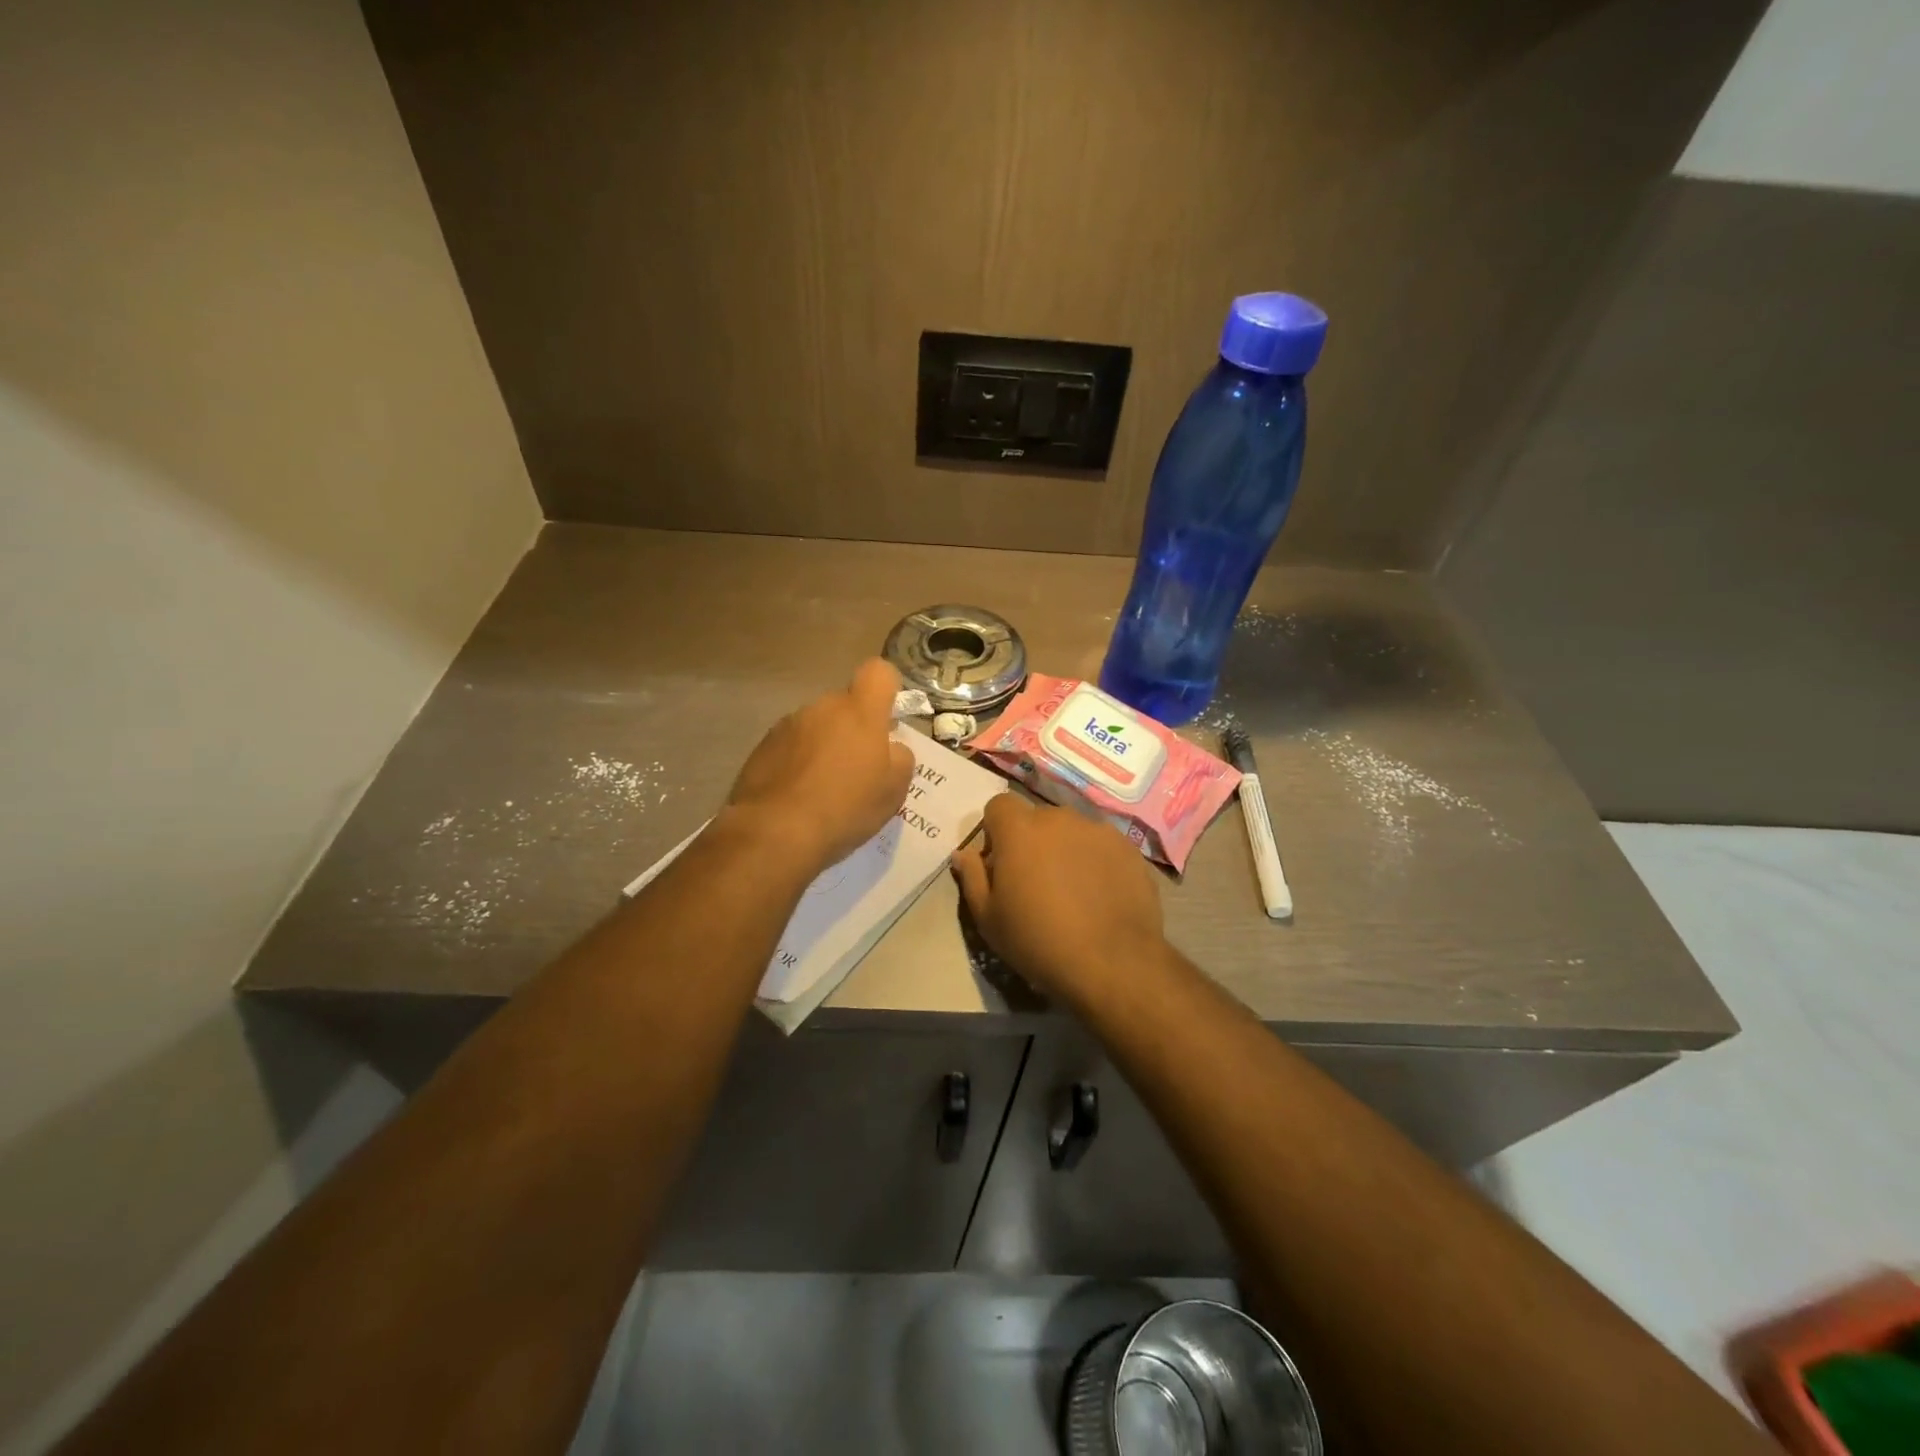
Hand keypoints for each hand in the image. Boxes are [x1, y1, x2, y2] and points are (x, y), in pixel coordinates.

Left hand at [726, 658, 914, 870]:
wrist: (775, 832)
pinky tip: (798, 796)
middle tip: (858, 769)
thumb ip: (900, 758)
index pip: (879, 672)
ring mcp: (788, 725)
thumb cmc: (845, 808)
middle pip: (845, 705)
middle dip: (853, 729)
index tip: (887, 719)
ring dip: (824, 747)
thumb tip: (891, 748)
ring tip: (824, 789)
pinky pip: (791, 746)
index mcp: (859, 712)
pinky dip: (798, 763)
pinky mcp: (762, 747)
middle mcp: (822, 708)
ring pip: (817, 727)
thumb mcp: (893, 790)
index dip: (887, 689)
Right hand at [951, 794, 1164, 1001]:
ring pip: (1071, 831)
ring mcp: (1098, 830)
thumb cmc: (1038, 941)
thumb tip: (964, 853)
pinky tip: (1100, 896)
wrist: (1112, 963)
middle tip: (1035, 883)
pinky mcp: (1128, 848)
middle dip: (1031, 842)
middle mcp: (1059, 818)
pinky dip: (1095, 862)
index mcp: (1019, 829)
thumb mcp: (989, 918)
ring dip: (1065, 850)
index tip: (1000, 864)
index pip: (999, 806)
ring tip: (1073, 892)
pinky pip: (1101, 846)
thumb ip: (972, 877)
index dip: (995, 831)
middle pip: (1037, 819)